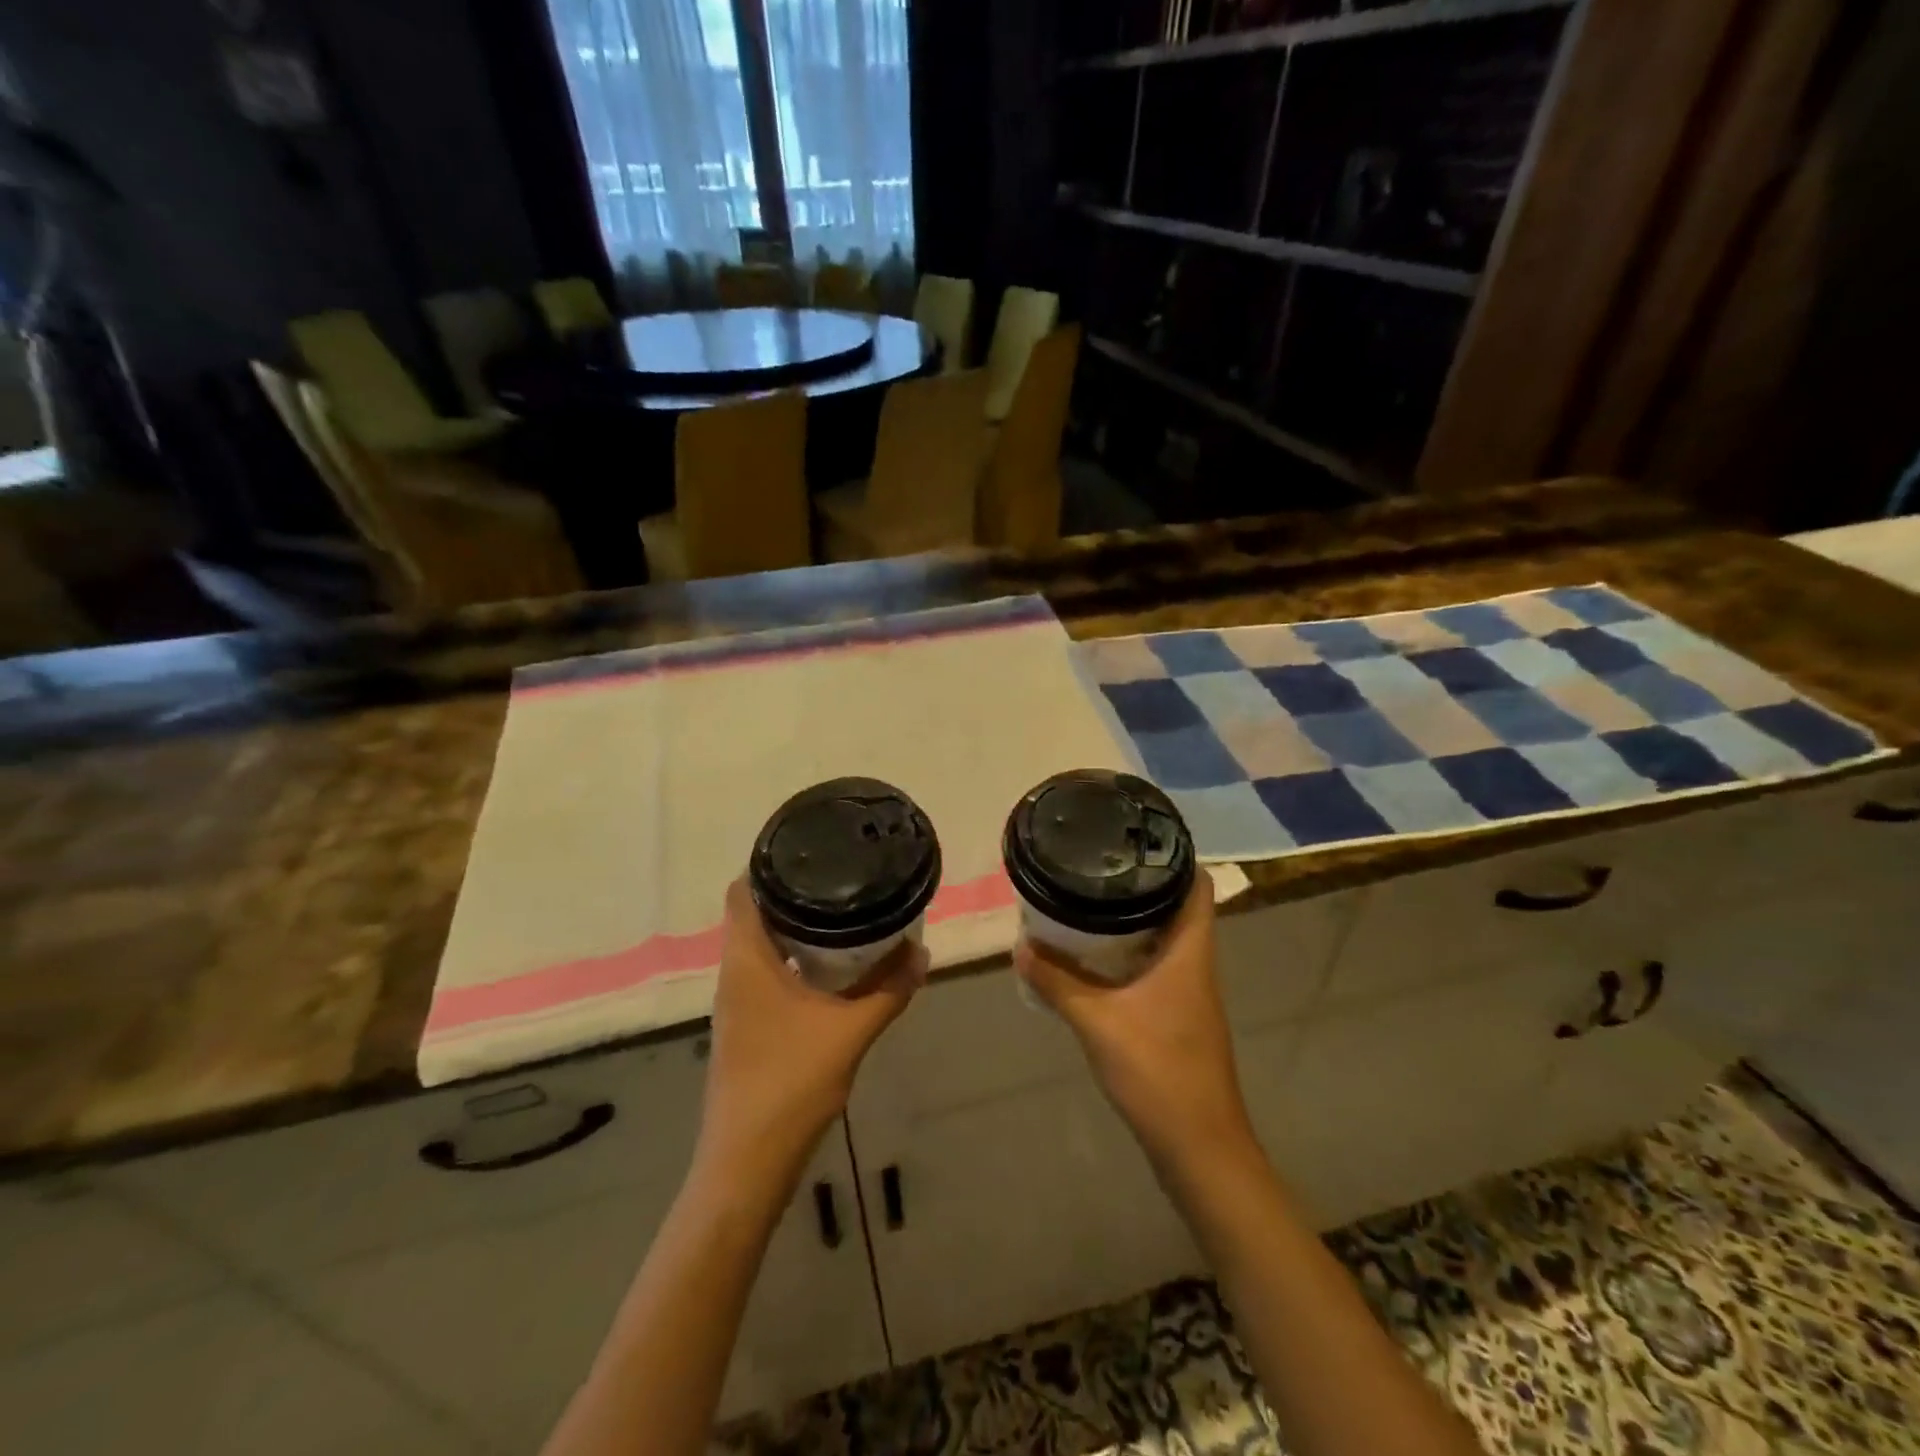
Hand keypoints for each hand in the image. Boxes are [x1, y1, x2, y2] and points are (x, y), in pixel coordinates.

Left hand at [696, 878, 924, 1185]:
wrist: (747, 1164)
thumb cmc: (789, 1085)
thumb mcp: (850, 1032)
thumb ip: (888, 990)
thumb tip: (921, 951)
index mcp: (747, 961)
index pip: (742, 891)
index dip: (768, 864)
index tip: (810, 848)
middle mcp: (735, 974)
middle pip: (754, 914)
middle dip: (794, 893)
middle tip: (842, 875)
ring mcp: (739, 1003)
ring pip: (763, 946)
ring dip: (797, 928)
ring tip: (845, 911)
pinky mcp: (748, 1027)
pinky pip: (770, 974)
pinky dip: (797, 960)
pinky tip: (834, 968)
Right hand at [1015, 879, 1253, 1166]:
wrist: (1199, 1148)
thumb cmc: (1158, 1071)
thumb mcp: (1097, 1022)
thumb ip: (1057, 982)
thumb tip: (1020, 946)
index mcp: (1190, 952)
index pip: (1198, 886)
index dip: (1174, 857)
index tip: (1134, 841)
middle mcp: (1196, 965)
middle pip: (1178, 908)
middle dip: (1140, 887)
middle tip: (1095, 869)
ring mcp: (1190, 994)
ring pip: (1165, 940)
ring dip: (1132, 923)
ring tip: (1087, 905)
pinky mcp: (1178, 1018)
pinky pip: (1155, 969)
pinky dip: (1128, 957)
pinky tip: (1093, 963)